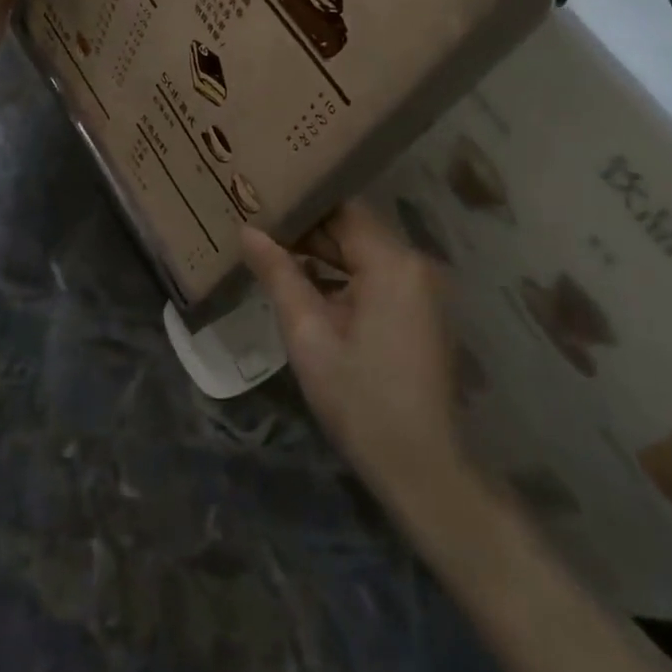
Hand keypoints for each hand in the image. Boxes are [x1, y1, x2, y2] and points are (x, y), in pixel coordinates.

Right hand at [241, 201, 468, 512]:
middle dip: (307, 231)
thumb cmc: (360, 401)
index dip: (301, 204)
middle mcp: (415, 264)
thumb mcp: (309, 336)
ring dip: (323, 256)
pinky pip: (377, 278)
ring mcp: (423, 289)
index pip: (342, 209)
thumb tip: (248, 230)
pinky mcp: (421, 311)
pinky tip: (306, 288)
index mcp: (393, 263)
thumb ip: (279, 275)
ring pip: (364, 254)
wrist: (422, 469)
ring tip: (272, 252)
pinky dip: (344, 278)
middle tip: (258, 227)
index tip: (261, 202)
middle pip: (354, 229)